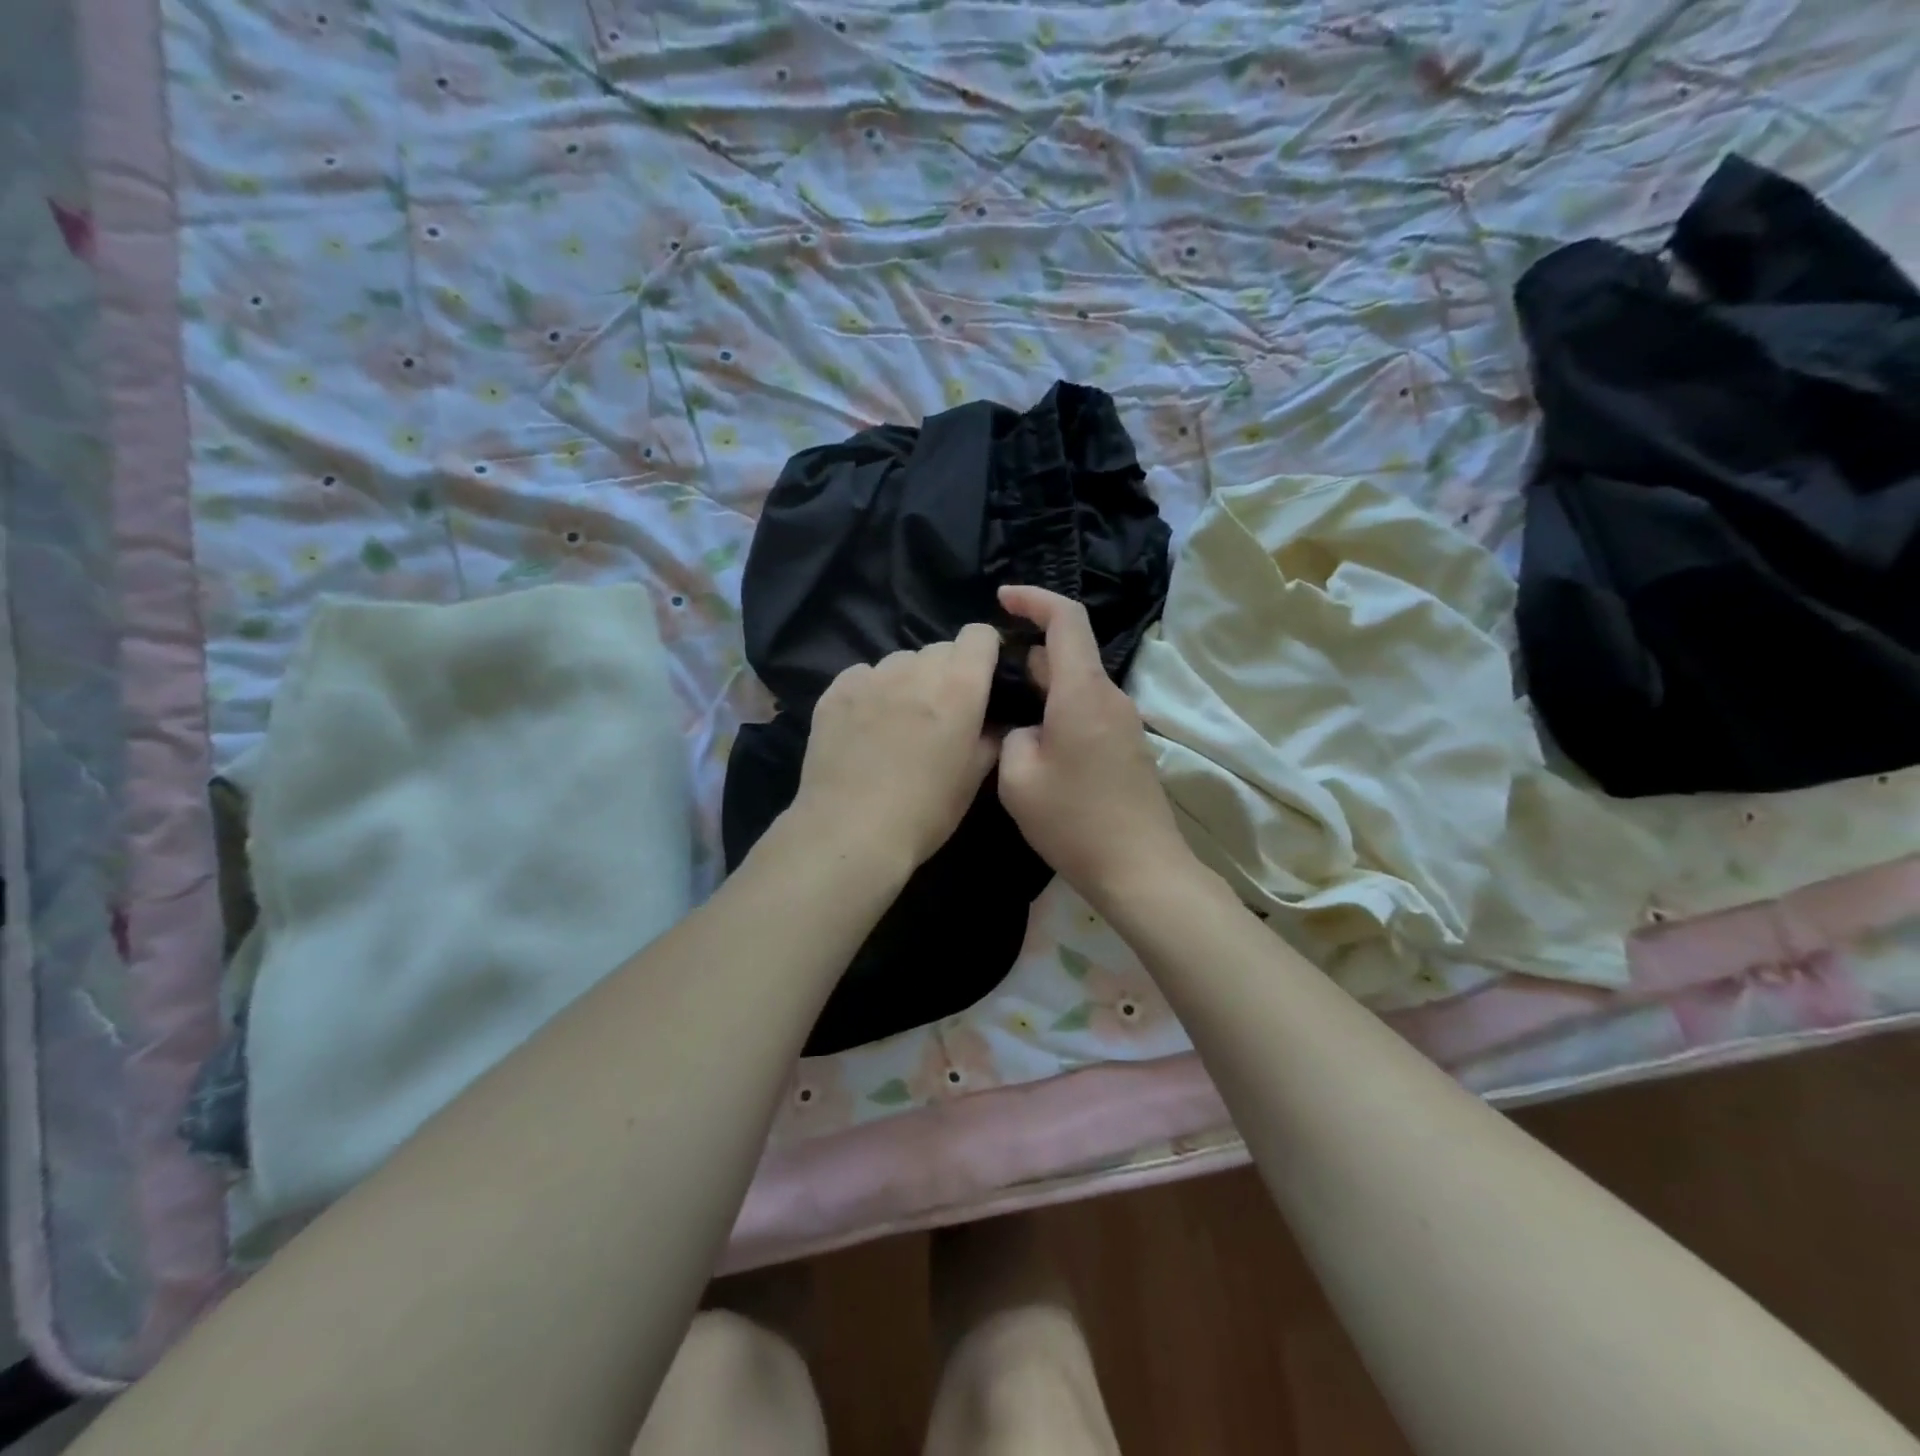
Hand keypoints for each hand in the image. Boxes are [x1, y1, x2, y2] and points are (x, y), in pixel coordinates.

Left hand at [793, 625, 1002, 869]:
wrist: (851, 832)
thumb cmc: (925, 811)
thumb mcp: (973, 779)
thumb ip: (990, 738)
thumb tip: (995, 720)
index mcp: (959, 687)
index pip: (979, 634)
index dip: (985, 652)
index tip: (984, 679)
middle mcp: (915, 670)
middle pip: (940, 648)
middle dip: (947, 671)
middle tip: (941, 711)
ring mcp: (870, 678)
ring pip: (900, 661)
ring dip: (908, 680)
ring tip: (899, 719)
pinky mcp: (834, 692)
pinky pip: (862, 675)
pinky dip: (870, 691)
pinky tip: (864, 726)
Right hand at [996, 586, 1189, 908]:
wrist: (1141, 869)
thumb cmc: (1074, 822)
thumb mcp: (1017, 779)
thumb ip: (1011, 737)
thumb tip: (1024, 730)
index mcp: (1083, 692)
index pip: (1066, 619)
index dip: (1033, 599)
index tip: (1002, 598)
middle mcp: (1110, 697)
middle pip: (1069, 653)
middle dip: (1026, 652)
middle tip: (985, 674)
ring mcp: (1123, 723)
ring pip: (1076, 685)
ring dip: (1041, 686)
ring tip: (1001, 710)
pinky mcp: (1126, 747)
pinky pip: (1087, 710)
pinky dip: (1057, 709)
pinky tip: (1032, 741)